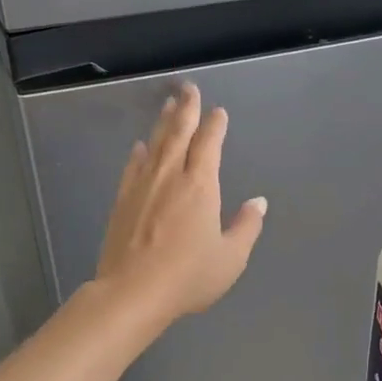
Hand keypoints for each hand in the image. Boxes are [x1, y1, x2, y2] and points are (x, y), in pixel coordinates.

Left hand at [94, 84, 266, 322]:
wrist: (132, 292)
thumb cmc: (189, 276)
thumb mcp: (231, 257)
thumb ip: (246, 226)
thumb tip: (258, 202)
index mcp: (201, 185)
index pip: (209, 144)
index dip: (215, 125)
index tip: (218, 112)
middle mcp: (171, 176)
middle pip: (178, 133)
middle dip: (186, 108)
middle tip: (188, 88)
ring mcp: (143, 186)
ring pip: (155, 144)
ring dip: (163, 123)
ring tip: (168, 105)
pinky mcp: (123, 201)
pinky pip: (133, 166)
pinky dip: (139, 152)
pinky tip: (140, 146)